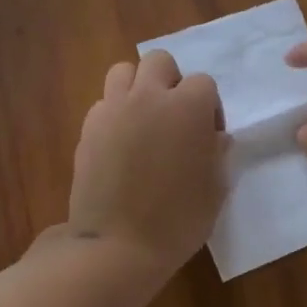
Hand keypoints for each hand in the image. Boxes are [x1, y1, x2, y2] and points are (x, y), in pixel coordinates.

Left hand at [68, 50, 226, 276]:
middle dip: (170, 81)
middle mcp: (149, 96)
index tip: (207, 137)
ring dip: (137, 87)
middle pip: (159, 62)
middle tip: (174, 117)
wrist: (117, 245)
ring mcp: (113, 109)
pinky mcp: (88, 127)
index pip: (203, 83)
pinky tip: (119, 144)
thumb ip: (218, 154)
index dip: (209, 108)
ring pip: (123, 71)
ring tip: (143, 120)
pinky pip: (103, 103)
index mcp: (188, 107)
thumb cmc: (178, 220)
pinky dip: (114, 113)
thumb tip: (216, 138)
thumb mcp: (215, 190)